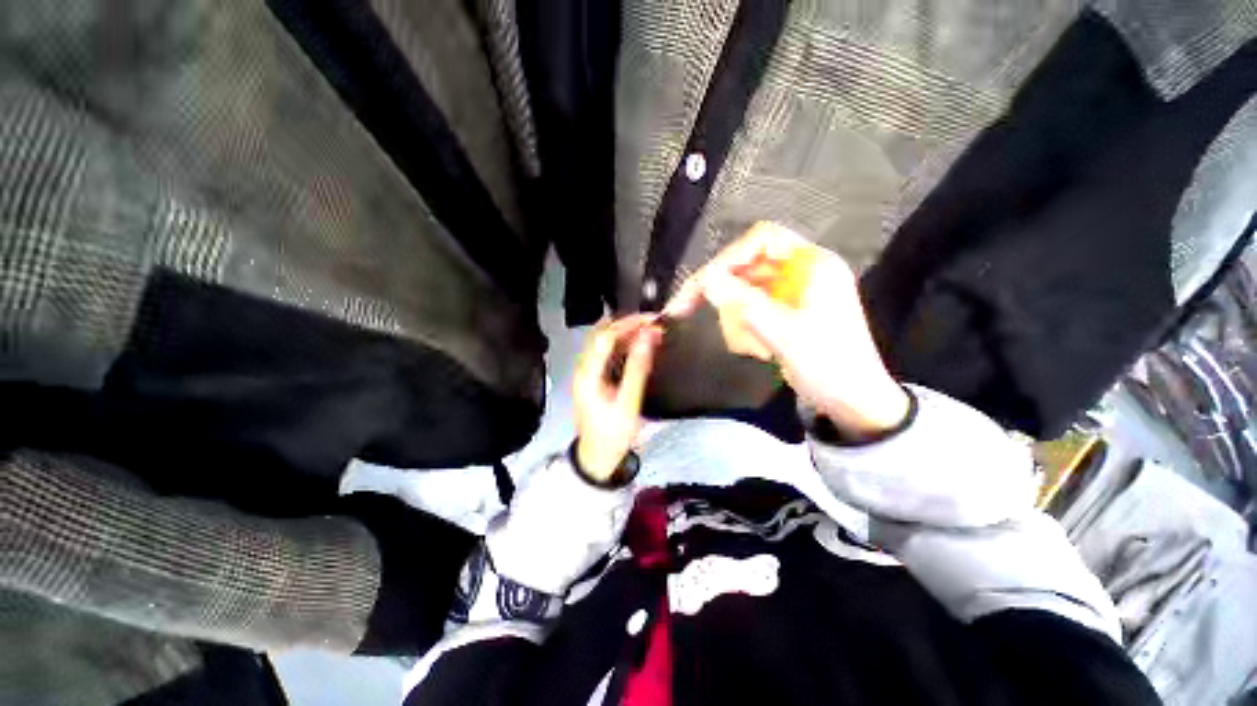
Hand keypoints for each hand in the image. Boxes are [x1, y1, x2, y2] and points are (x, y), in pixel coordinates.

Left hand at [573, 314, 663, 480]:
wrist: (597, 457)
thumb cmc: (612, 434)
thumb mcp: (628, 403)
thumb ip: (638, 369)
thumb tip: (647, 339)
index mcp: (588, 373)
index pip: (605, 336)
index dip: (628, 324)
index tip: (651, 320)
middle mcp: (584, 368)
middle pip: (602, 335)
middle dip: (627, 324)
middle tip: (652, 322)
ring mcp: (587, 372)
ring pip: (604, 342)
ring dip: (625, 333)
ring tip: (648, 330)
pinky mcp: (594, 377)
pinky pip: (607, 353)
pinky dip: (623, 345)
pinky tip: (638, 345)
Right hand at [666, 222, 908, 437]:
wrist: (854, 404)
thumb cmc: (826, 366)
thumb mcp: (782, 333)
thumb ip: (742, 302)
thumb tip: (705, 278)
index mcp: (813, 266)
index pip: (763, 240)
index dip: (729, 257)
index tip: (703, 283)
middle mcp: (803, 272)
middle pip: (749, 264)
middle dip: (721, 288)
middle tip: (684, 306)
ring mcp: (794, 294)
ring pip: (746, 288)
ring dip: (732, 313)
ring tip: (739, 342)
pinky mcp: (786, 314)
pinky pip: (752, 308)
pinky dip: (742, 326)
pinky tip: (750, 348)